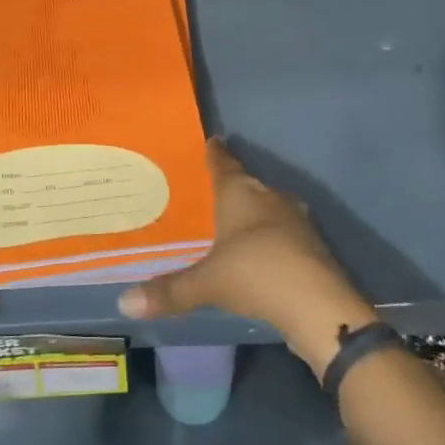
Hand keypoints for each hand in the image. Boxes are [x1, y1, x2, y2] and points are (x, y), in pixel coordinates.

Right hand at [118, 140, 375, 374]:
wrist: (319, 305)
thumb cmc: (256, 274)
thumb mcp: (207, 283)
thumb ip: (169, 291)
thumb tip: (125, 303)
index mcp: (242, 194)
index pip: (224, 165)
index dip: (215, 154)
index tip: (213, 140)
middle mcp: (271, 198)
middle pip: (249, 185)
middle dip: (233, 187)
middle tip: (212, 191)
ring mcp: (296, 221)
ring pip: (269, 208)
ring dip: (254, 214)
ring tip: (233, 224)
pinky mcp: (312, 246)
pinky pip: (283, 233)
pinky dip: (270, 238)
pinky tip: (261, 254)